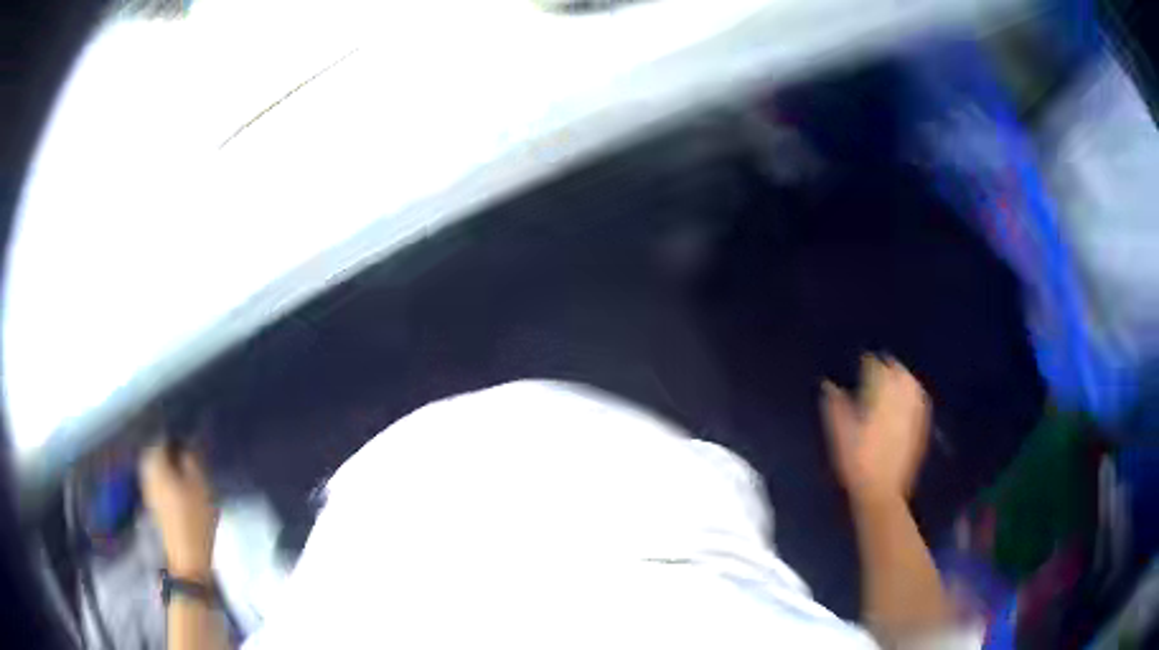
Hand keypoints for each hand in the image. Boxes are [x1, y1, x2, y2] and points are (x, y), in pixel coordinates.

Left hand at [140, 442, 217, 579]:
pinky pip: (157, 483)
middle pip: (154, 454)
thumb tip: (185, 448)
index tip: (187, 439)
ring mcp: (148, 492)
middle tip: (186, 453)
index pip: (160, 439)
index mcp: (155, 465)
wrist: (188, 558)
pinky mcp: (154, 507)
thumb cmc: (194, 519)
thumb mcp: (200, 486)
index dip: (174, 436)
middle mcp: (147, 475)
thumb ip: (191, 462)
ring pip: (155, 469)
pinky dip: (166, 480)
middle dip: (168, 450)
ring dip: (167, 466)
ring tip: (185, 471)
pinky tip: (180, 489)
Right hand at [822, 355, 930, 506]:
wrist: (881, 492)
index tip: (861, 361)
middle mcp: (901, 399)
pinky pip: (921, 402)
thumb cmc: (856, 462)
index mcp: (880, 397)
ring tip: (896, 377)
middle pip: (898, 372)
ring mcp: (914, 414)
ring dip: (904, 377)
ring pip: (912, 385)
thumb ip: (835, 406)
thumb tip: (829, 384)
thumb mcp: (838, 434)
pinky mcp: (921, 428)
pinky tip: (911, 398)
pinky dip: (915, 394)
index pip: (876, 368)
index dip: (868, 362)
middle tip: (879, 366)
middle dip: (889, 365)